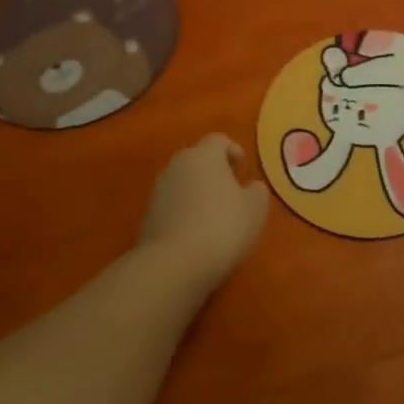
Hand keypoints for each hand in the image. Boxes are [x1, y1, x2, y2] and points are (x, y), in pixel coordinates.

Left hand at [138, 134, 269, 291]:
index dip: (232, 150)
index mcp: (204, 156)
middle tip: (230, 190)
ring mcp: (158, 190)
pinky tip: (195, 232)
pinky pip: (171, 204)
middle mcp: (177, 165)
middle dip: (213, 171)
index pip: (218, 140)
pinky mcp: (147, 215)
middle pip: (197, 159)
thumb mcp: (255, 209)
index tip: (242, 168)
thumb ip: (256, 191)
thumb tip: (251, 187)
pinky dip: (184, 211)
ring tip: (213, 214)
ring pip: (182, 182)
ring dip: (197, 191)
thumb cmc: (223, 227)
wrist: (174, 264)